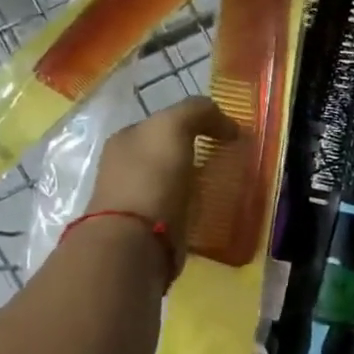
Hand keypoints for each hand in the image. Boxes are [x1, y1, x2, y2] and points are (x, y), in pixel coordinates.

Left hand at [86, 97, 236, 270]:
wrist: (135, 242)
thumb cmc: (151, 177)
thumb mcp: (173, 126)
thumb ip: (199, 112)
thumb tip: (229, 125)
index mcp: (125, 139)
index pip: (164, 122)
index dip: (195, 122)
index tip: (224, 134)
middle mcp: (125, 167)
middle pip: (168, 152)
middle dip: (196, 153)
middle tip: (228, 158)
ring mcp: (136, 200)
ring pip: (175, 181)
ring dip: (197, 182)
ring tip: (224, 185)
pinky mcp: (150, 229)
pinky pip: (180, 209)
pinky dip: (195, 208)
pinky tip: (211, 209)